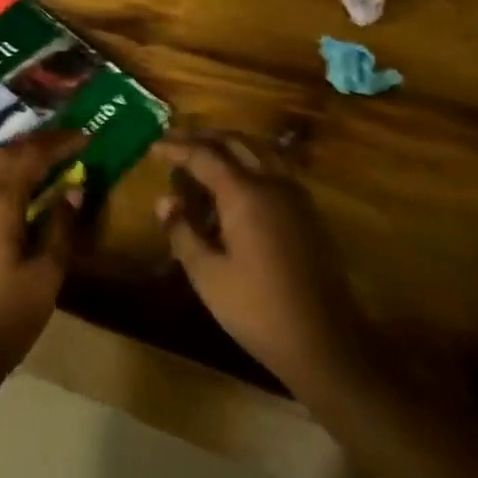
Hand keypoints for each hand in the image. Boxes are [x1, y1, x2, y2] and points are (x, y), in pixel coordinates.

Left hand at [0, 129, 85, 391]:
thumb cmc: (0, 322)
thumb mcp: (44, 278)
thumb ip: (60, 228)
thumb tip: (74, 189)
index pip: (30, 155)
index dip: (59, 142)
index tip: (85, 137)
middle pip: (3, 155)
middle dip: (35, 145)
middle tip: (65, 146)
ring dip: (10, 159)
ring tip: (36, 166)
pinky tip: (4, 197)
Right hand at [155, 136, 373, 397]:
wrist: (323, 339)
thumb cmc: (258, 309)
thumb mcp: (208, 275)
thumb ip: (183, 231)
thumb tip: (165, 200)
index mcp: (245, 193)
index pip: (204, 155)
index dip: (177, 148)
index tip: (154, 146)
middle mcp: (272, 181)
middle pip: (234, 142)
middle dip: (202, 138)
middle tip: (175, 142)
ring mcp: (294, 193)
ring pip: (258, 148)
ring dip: (228, 144)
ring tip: (203, 153)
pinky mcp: (307, 208)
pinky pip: (274, 165)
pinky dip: (250, 159)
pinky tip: (238, 178)